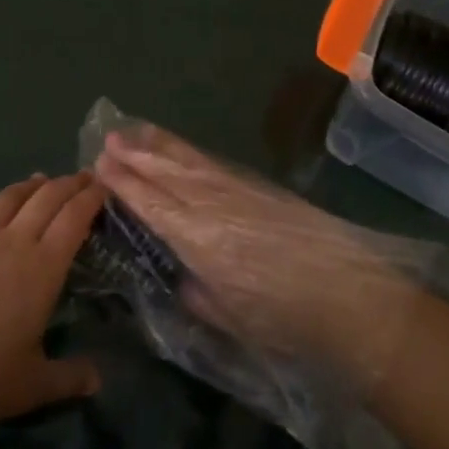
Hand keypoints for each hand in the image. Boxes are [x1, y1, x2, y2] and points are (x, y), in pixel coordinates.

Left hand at [0, 172, 105, 431]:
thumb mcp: (32, 386)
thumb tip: (98, 380)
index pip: (74, 218)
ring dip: (29, 186)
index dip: (91, 198)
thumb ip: (68, 378)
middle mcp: (11, 241)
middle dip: (69, 184)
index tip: (103, 186)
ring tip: (39, 181)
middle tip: (83, 177)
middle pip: (46, 198)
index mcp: (42, 267)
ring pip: (8, 199)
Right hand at [93, 125, 423, 382]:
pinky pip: (212, 163)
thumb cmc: (285, 319)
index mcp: (199, 240)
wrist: (348, 294)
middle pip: (166, 173)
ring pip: (189, 161)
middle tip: (107, 138)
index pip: (152, 204)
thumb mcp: (231, 318)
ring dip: (159, 145)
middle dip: (135, 156)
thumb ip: (199, 295)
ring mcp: (237, 191)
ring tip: (134, 129)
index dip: (125, 185)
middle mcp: (212, 206)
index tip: (100, 166)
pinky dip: (189, 152)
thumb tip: (184, 277)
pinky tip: (180, 150)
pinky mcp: (258, 187)